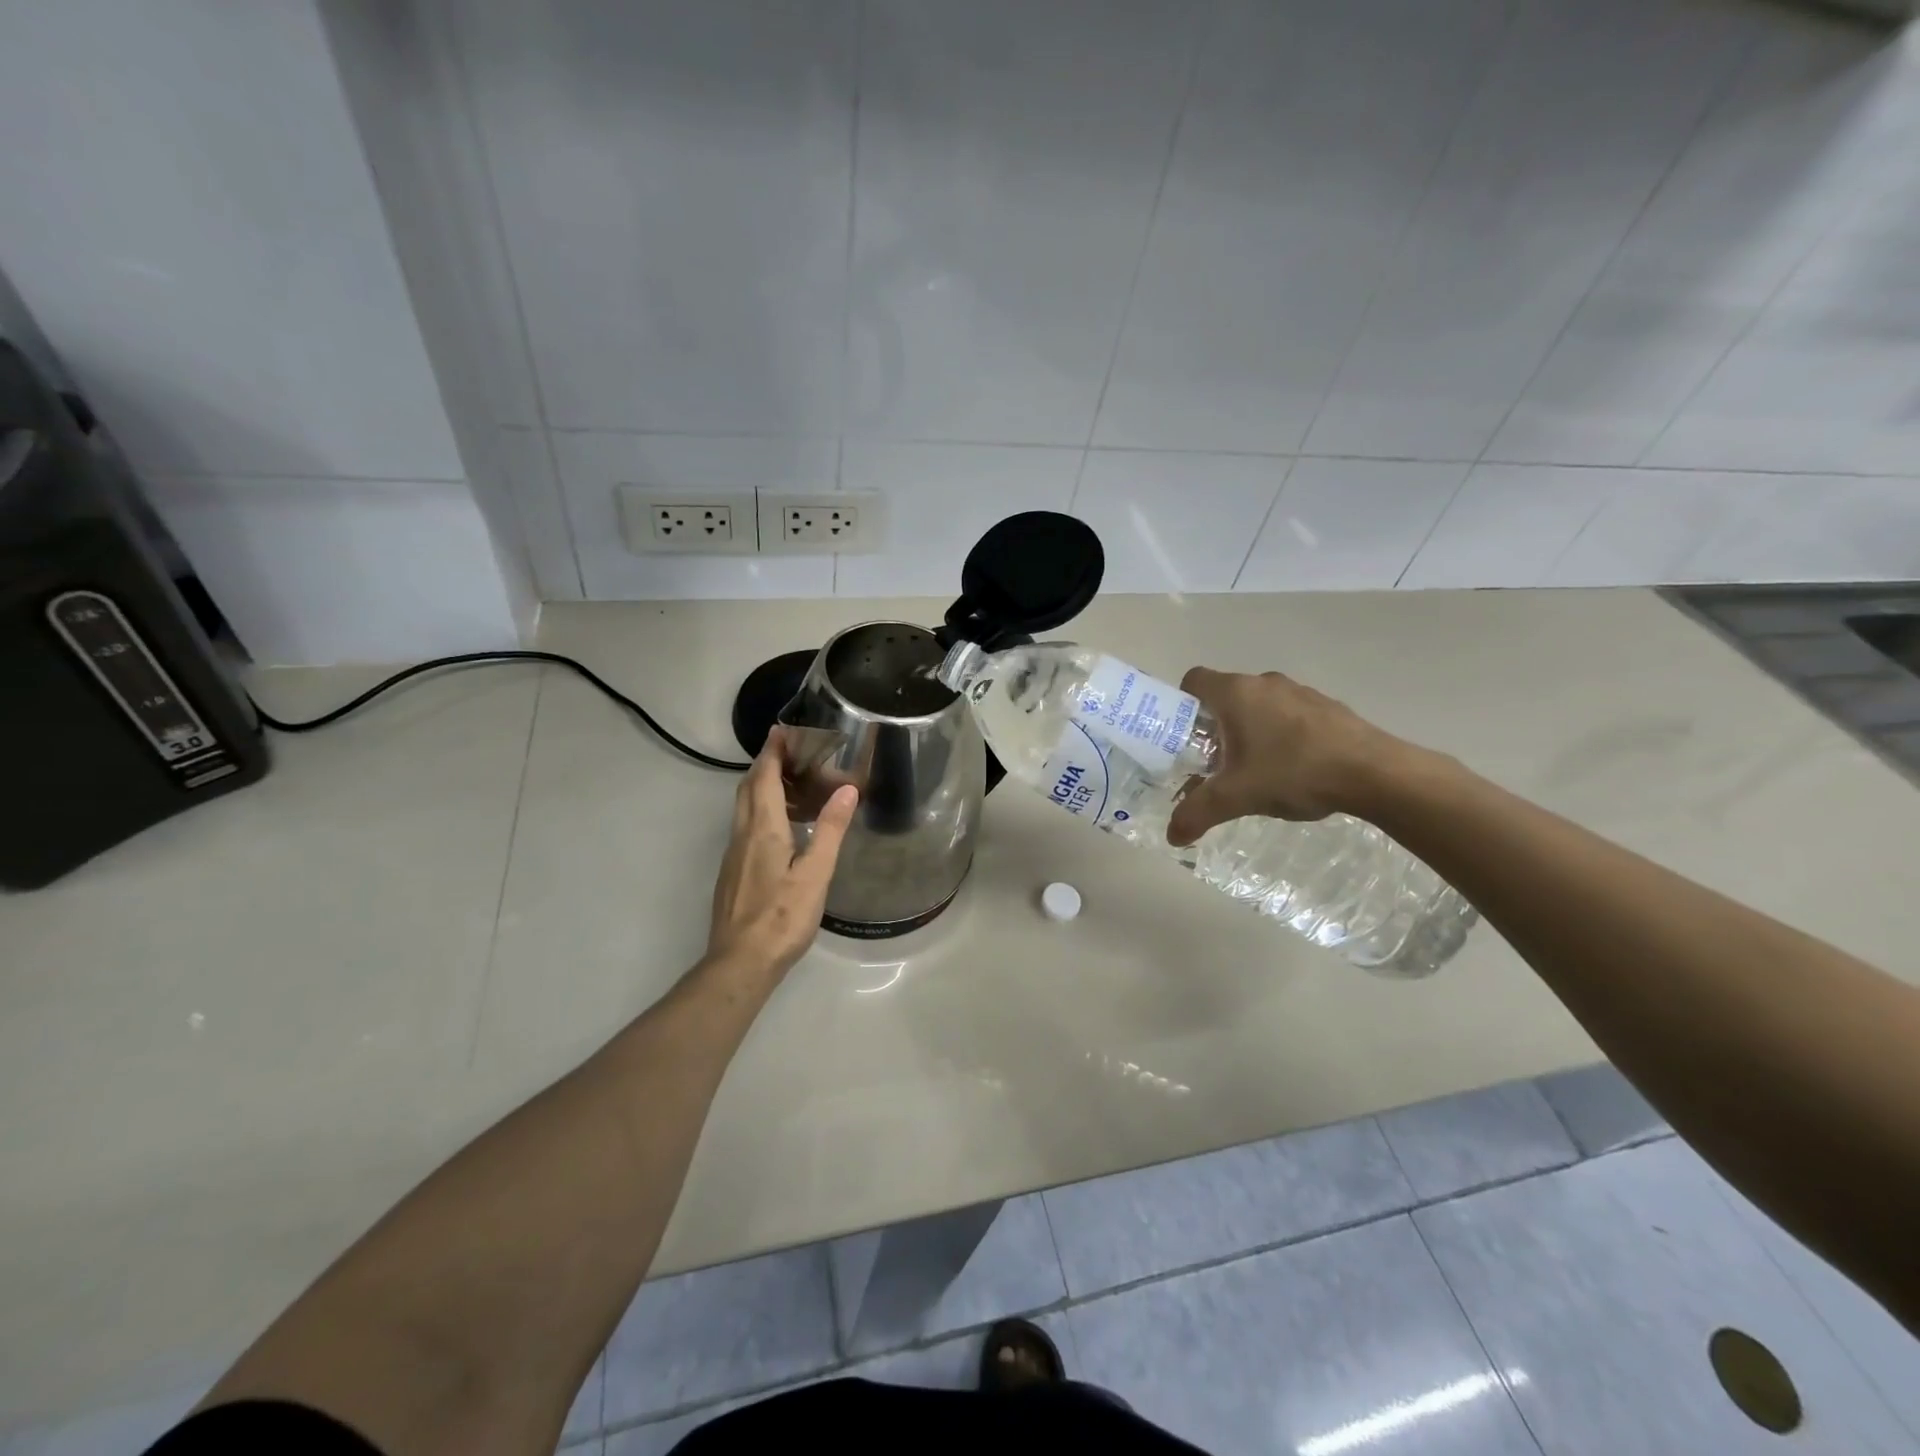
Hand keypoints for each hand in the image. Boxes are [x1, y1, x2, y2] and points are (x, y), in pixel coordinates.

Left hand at [708, 729, 858, 977]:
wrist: (740, 963)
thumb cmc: (782, 917)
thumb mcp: (815, 874)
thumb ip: (830, 830)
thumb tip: (847, 789)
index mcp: (763, 829)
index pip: (764, 778)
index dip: (772, 751)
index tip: (782, 729)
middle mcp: (742, 835)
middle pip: (748, 788)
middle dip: (765, 763)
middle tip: (789, 750)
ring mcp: (733, 855)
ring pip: (744, 808)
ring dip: (762, 787)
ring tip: (790, 782)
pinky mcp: (733, 873)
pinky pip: (745, 827)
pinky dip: (760, 810)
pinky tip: (780, 826)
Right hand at [1166, 668, 1396, 846]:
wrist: (1376, 773)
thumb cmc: (1294, 772)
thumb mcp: (1237, 797)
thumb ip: (1198, 813)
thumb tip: (1172, 836)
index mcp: (1236, 693)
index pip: (1193, 680)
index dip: (1180, 705)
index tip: (1181, 737)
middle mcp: (1265, 682)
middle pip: (1225, 695)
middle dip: (1213, 726)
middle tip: (1211, 762)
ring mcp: (1300, 691)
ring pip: (1258, 705)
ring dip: (1248, 730)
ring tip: (1251, 768)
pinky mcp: (1327, 707)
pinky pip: (1288, 714)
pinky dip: (1279, 734)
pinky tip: (1289, 768)